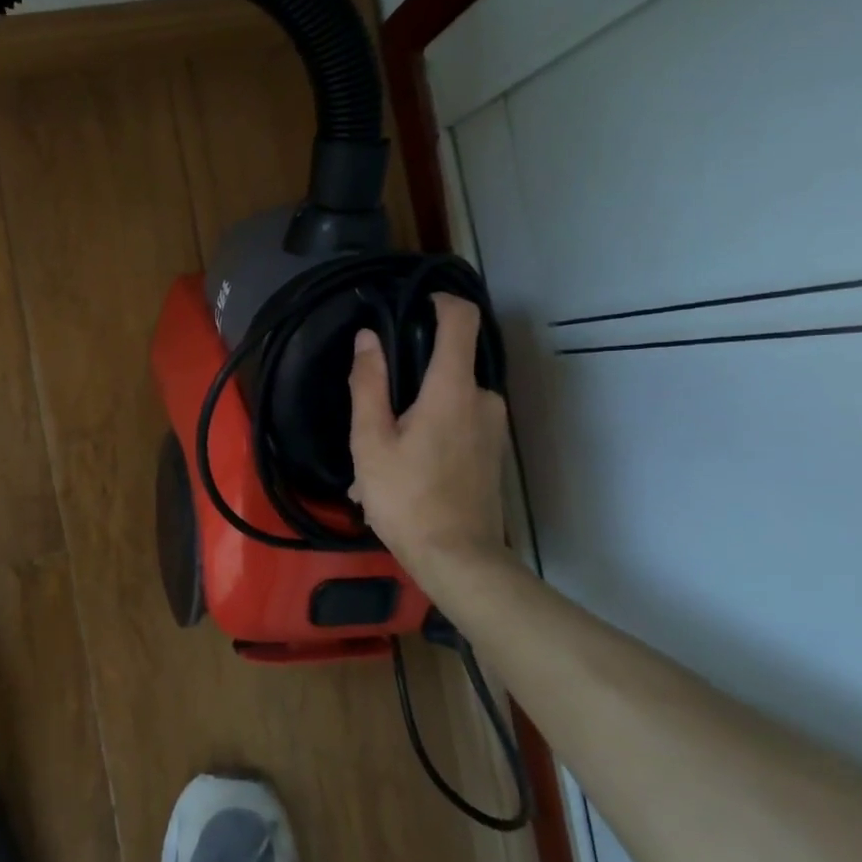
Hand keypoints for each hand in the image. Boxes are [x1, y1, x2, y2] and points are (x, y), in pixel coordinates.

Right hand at [347, 293, 509, 570]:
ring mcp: (494, 428)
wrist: (458, 560)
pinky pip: (458, 428)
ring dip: (414, 419)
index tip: (415, 303)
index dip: (441, 301)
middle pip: (448, 364)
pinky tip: (402, 477)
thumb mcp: (371, 441)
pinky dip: (429, 439)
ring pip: (448, 402)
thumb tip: (367, 339)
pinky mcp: (494, 452)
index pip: (461, 320)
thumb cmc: (406, 498)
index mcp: (453, 389)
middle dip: (409, 383)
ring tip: (379, 462)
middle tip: (373, 421)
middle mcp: (484, 399)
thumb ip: (369, 384)